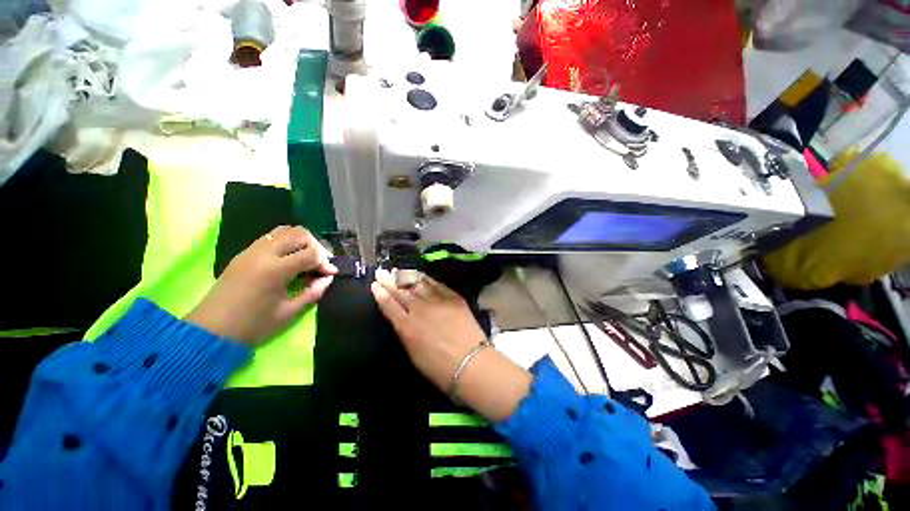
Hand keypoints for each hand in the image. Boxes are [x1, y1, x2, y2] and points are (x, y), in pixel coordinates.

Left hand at [185, 226, 336, 343]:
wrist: (210, 331)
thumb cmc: (252, 326)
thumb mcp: (289, 313)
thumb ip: (313, 292)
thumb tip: (327, 278)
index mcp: (275, 270)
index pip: (311, 253)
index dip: (325, 262)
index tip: (329, 274)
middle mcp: (263, 253)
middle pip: (299, 233)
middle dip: (316, 246)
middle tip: (320, 263)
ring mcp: (251, 251)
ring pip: (284, 230)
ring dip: (301, 241)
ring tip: (306, 258)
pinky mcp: (244, 254)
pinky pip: (271, 237)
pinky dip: (286, 243)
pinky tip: (290, 259)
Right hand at [371, 269, 531, 421]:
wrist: (470, 362)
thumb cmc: (439, 367)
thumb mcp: (414, 353)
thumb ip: (406, 332)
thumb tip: (402, 319)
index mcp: (406, 326)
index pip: (389, 305)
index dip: (381, 294)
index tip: (375, 285)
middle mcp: (419, 309)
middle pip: (401, 292)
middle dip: (389, 281)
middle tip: (382, 273)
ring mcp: (436, 300)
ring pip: (417, 284)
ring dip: (405, 277)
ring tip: (397, 271)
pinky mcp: (452, 296)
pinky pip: (435, 284)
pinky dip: (425, 279)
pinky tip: (419, 275)